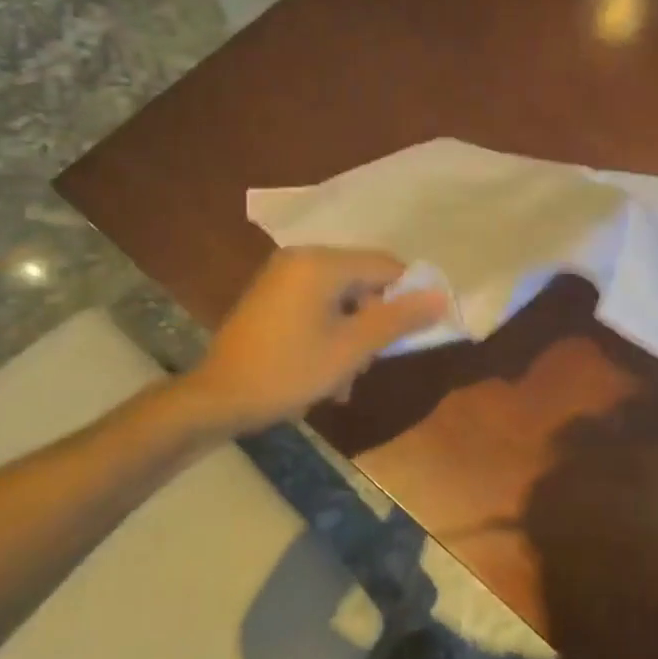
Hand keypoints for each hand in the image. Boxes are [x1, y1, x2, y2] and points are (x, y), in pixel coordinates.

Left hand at [191, 247, 447, 432]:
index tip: (415, 333)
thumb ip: (398, 319)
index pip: (386, 266)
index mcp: (322, 263)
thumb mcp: (352, 349)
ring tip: (344, 379)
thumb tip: (441, 297)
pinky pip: (316, 305)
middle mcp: (301, 258)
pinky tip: (325, 372)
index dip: (409, 297)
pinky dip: (329, 332)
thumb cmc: (289, 371)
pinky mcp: (270, 297)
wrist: (216, 399)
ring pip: (341, 298)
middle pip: (363, 281)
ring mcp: (282, 277)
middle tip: (370, 363)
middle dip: (374, 323)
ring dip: (352, 335)